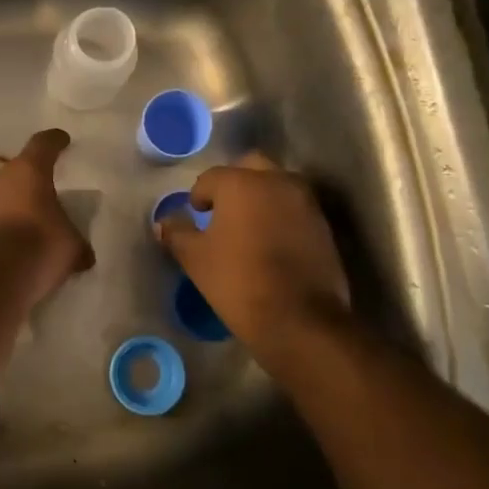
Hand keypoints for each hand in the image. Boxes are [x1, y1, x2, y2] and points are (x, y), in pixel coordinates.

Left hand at [0, 129, 93, 306]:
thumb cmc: (40, 245)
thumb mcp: (71, 245)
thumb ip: (77, 243)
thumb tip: (83, 255)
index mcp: (29, 170)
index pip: (44, 144)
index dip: (55, 141)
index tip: (63, 140)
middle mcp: (0, 179)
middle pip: (19, 171)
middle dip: (33, 180)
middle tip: (48, 190)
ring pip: (3, 196)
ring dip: (16, 206)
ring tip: (34, 223)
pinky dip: (4, 229)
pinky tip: (17, 246)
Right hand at [158, 153, 352, 368]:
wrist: (300, 320)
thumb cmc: (238, 281)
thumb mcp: (196, 259)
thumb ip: (177, 233)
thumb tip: (164, 222)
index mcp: (241, 183)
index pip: (212, 177)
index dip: (199, 195)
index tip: (196, 214)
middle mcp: (277, 182)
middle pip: (251, 167)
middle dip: (234, 182)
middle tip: (222, 210)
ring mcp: (306, 202)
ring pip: (277, 185)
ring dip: (261, 197)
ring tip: (247, 226)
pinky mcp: (324, 225)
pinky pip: (295, 208)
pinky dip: (281, 215)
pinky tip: (271, 241)